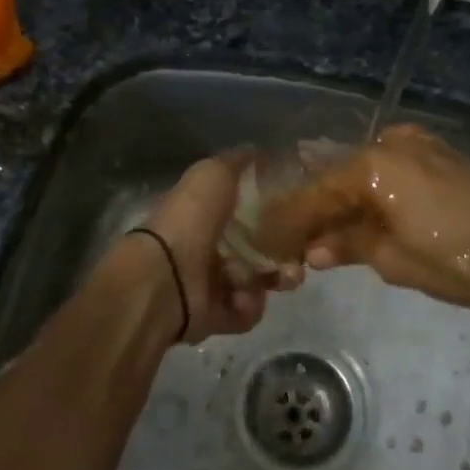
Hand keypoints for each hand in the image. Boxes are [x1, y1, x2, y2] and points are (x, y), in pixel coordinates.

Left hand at [140, 152, 302, 343]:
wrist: (166, 276)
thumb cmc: (191, 218)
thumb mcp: (214, 173)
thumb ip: (238, 162)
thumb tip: (260, 153)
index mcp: (208, 212)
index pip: (252, 211)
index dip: (278, 211)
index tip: (301, 211)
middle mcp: (211, 246)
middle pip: (262, 248)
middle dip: (287, 250)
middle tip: (303, 253)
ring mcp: (213, 283)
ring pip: (261, 280)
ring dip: (277, 277)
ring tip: (283, 277)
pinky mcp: (217, 316)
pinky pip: (247, 311)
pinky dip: (250, 305)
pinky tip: (243, 296)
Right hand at [252, 124, 469, 323]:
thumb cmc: (461, 261)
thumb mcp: (394, 260)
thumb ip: (348, 245)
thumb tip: (314, 249)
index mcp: (372, 164)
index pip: (314, 193)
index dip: (288, 221)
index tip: (266, 242)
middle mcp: (391, 142)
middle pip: (336, 177)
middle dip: (313, 210)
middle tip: (291, 241)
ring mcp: (419, 145)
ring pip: (362, 173)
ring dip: (342, 202)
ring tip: (322, 236)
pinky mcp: (440, 155)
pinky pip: (389, 171)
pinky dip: (371, 194)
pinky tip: (361, 218)